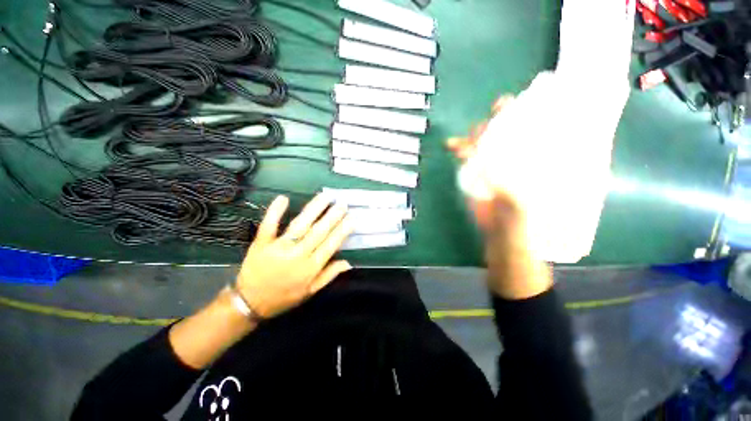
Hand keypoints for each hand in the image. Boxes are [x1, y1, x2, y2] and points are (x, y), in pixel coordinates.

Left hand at [236, 194, 354, 317]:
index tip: (351, 218)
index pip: (331, 245)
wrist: (249, 303)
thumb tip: (348, 262)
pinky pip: (269, 225)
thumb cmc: (284, 297)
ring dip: (313, 209)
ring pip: (300, 225)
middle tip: (342, 204)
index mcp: (310, 267)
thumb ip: (329, 275)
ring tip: (325, 196)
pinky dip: (275, 212)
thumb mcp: (310, 292)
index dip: (342, 231)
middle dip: (332, 216)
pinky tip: (283, 198)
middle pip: (318, 232)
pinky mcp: (261, 243)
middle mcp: (297, 255)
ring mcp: (278, 247)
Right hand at [447, 97, 551, 299]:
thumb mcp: (526, 207)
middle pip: (509, 133)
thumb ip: (518, 187)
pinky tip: (452, 147)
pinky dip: (460, 152)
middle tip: (497, 110)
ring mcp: (495, 168)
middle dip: (502, 119)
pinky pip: (468, 160)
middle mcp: (517, 161)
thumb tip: (507, 166)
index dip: (535, 114)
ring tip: (469, 133)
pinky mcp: (477, 177)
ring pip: (485, 144)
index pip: (538, 131)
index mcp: (537, 163)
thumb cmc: (526, 226)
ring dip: (476, 135)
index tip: (533, 101)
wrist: (505, 240)